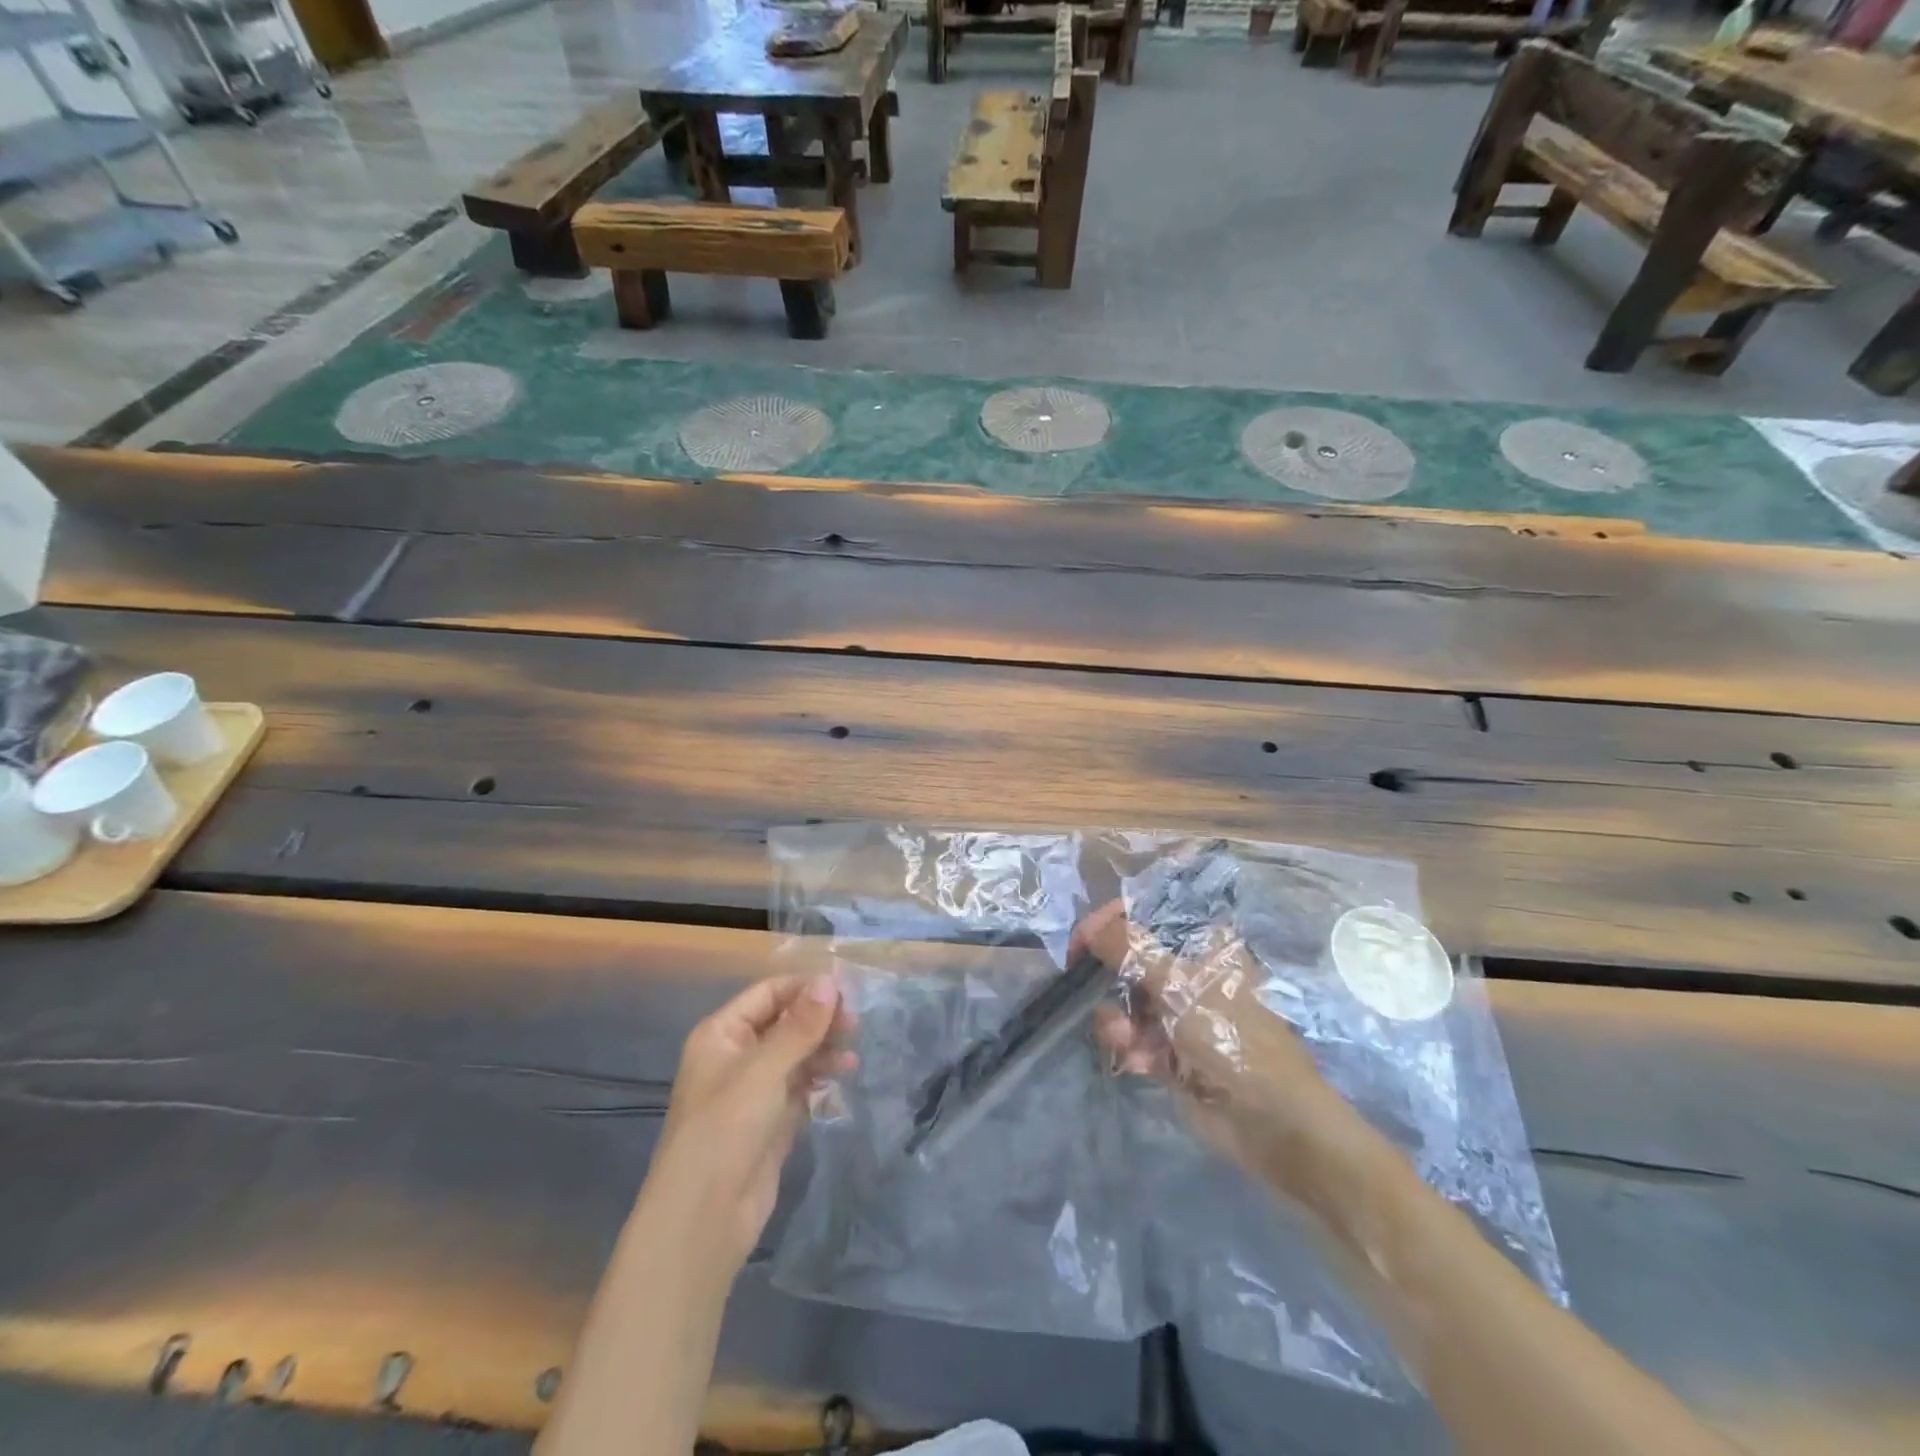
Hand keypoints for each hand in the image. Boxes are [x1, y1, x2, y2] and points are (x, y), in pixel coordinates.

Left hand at [642, 974, 855, 1273]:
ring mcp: (754, 1090)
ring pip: (795, 1054)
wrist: (704, 1218)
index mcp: (722, 1034)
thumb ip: (800, 1026)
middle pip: (784, 1022)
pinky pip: (800, 1085)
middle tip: (855, 1024)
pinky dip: (820, 1077)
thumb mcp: (764, 1070)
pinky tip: (843, 1076)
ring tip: (852, 1057)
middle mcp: (736, 1056)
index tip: (846, 990)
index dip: (805, 989)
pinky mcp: (771, 1120)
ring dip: (823, 1049)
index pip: (768, 994)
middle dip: (818, 1020)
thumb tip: (829, 981)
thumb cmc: (726, 1129)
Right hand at [1075, 900, 1358, 1198]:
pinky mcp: (1170, 1051)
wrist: (1270, 1122)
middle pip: (1129, 960)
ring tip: (1125, 1040)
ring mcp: (1179, 1013)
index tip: (1080, 942)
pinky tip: (1139, 1063)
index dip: (1110, 923)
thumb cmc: (1231, 1038)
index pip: (1146, 916)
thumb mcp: (1178, 984)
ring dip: (1118, 1020)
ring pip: (1125, 1001)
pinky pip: (1132, 1037)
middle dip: (1109, 979)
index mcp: (1202, 945)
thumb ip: (1128, 949)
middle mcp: (1189, 973)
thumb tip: (1090, 927)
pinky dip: (1129, 1047)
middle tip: (1091, 991)